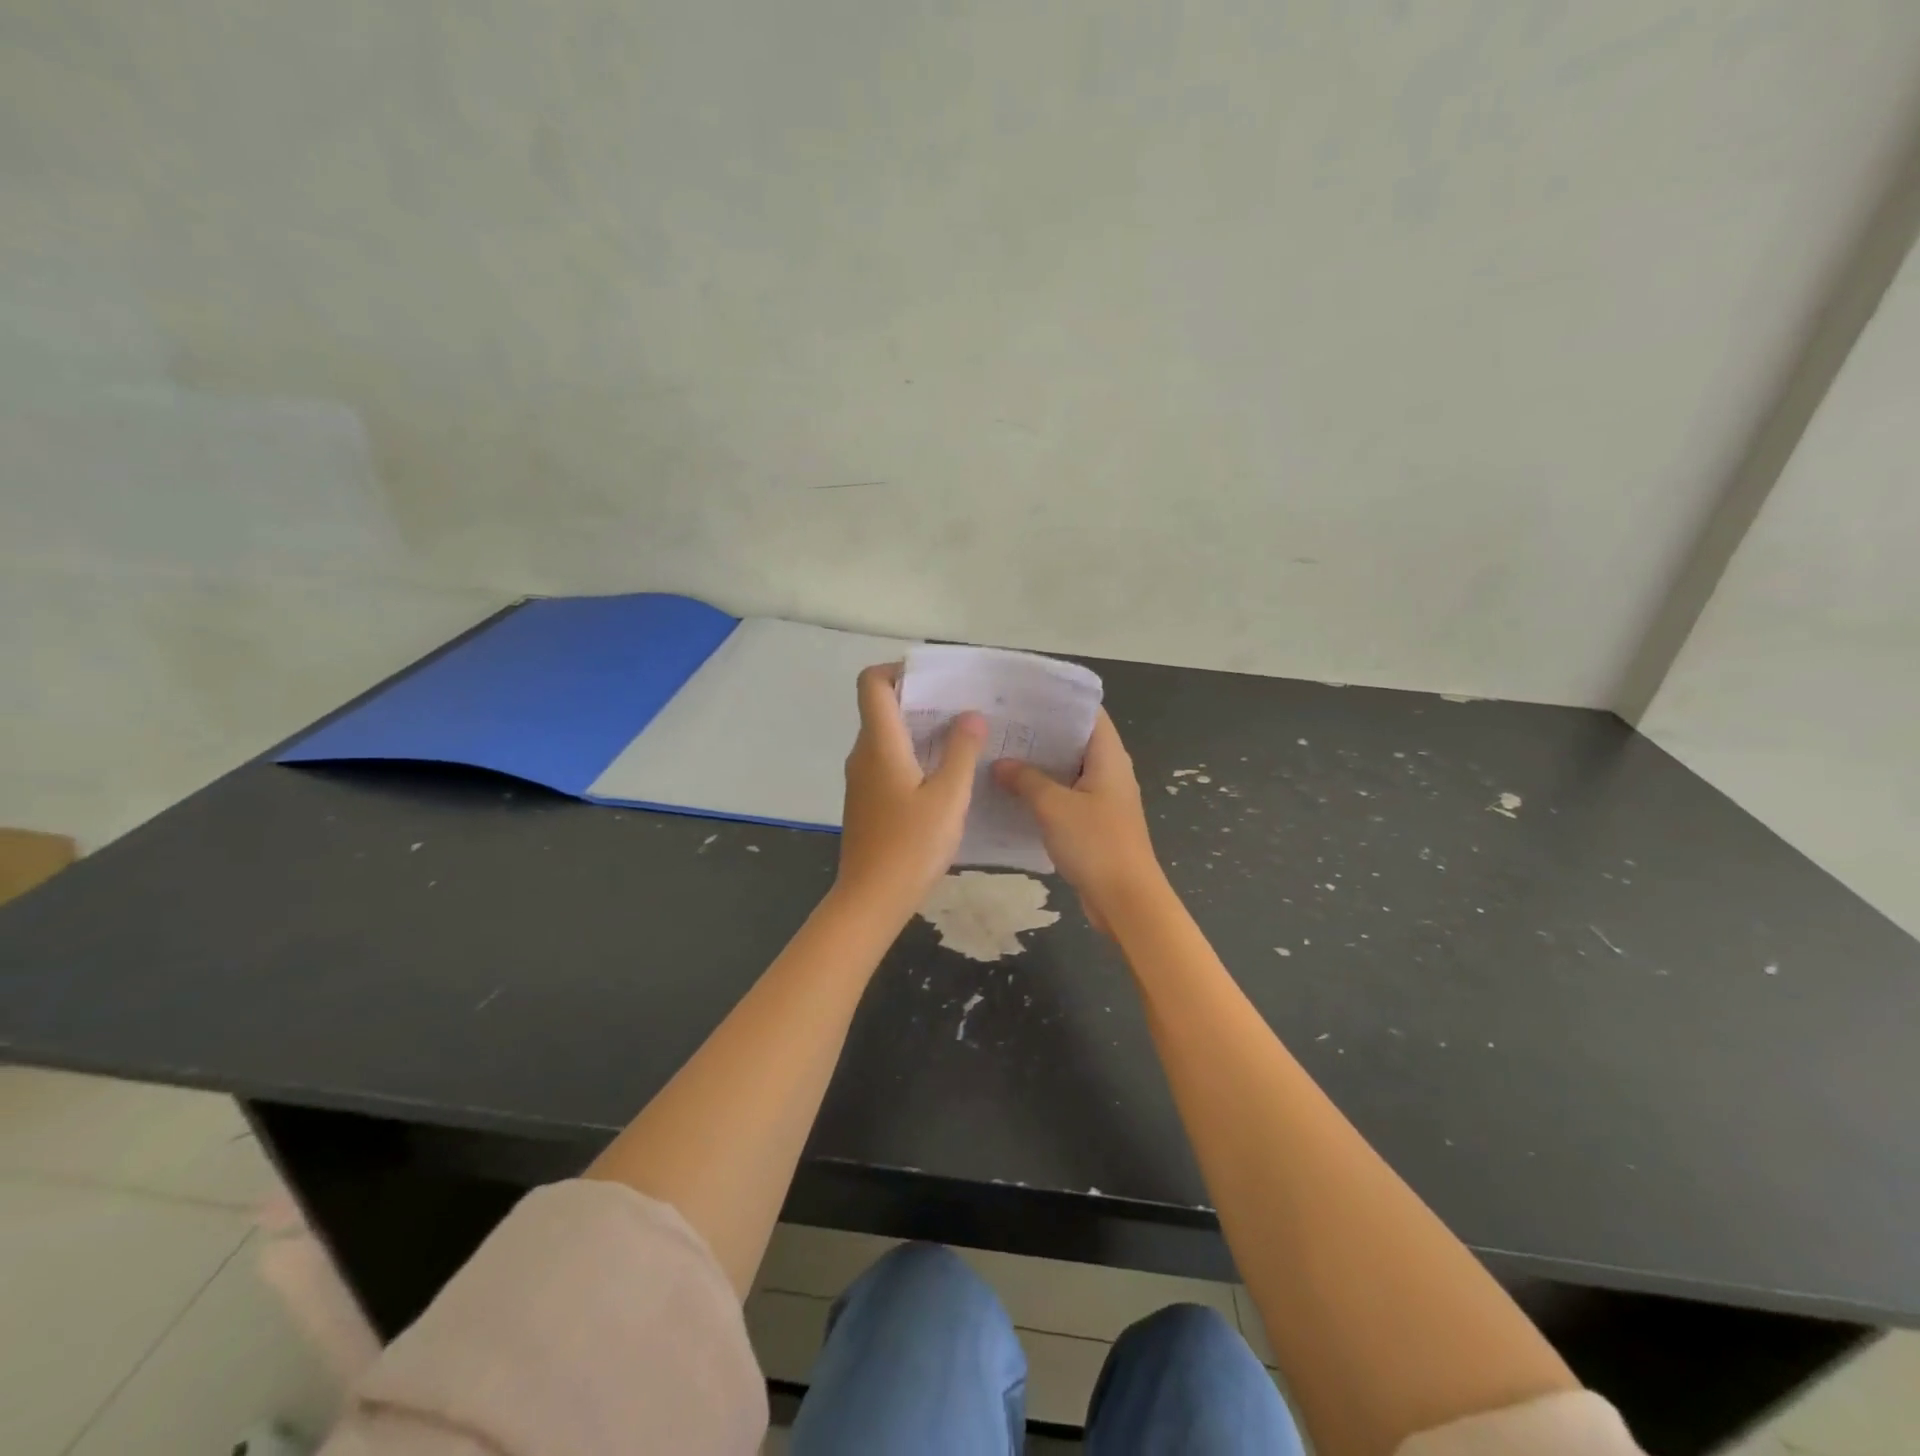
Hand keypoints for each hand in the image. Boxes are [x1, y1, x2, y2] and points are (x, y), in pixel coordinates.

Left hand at [837, 664, 985, 914]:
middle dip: (920, 700)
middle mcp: (863, 754)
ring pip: (887, 737)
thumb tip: (970, 715)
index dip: (898, 669)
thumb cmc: (911, 846)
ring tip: (962, 738)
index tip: (935, 678)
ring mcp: (861, 779)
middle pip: (882, 708)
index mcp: (879, 744)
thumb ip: (961, 752)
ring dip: (919, 730)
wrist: (871, 900)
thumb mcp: (949, 797)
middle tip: (963, 707)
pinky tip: (943, 775)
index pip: (872, 683)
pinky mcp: (866, 801)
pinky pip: (887, 762)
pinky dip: (912, 756)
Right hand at [992, 710, 1165, 933]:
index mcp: (1109, 757)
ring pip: (1068, 771)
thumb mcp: (1054, 807)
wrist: (1125, 901)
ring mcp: (1103, 799)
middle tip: (1002, 724)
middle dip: (1041, 733)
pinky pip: (1066, 797)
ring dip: (1039, 765)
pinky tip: (1012, 792)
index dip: (1058, 701)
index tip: (1023, 696)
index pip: (1087, 713)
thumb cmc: (1096, 844)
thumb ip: (1026, 780)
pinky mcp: (1094, 823)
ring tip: (1000, 753)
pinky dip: (1043, 791)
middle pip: (1075, 741)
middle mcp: (1110, 772)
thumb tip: (1001, 764)